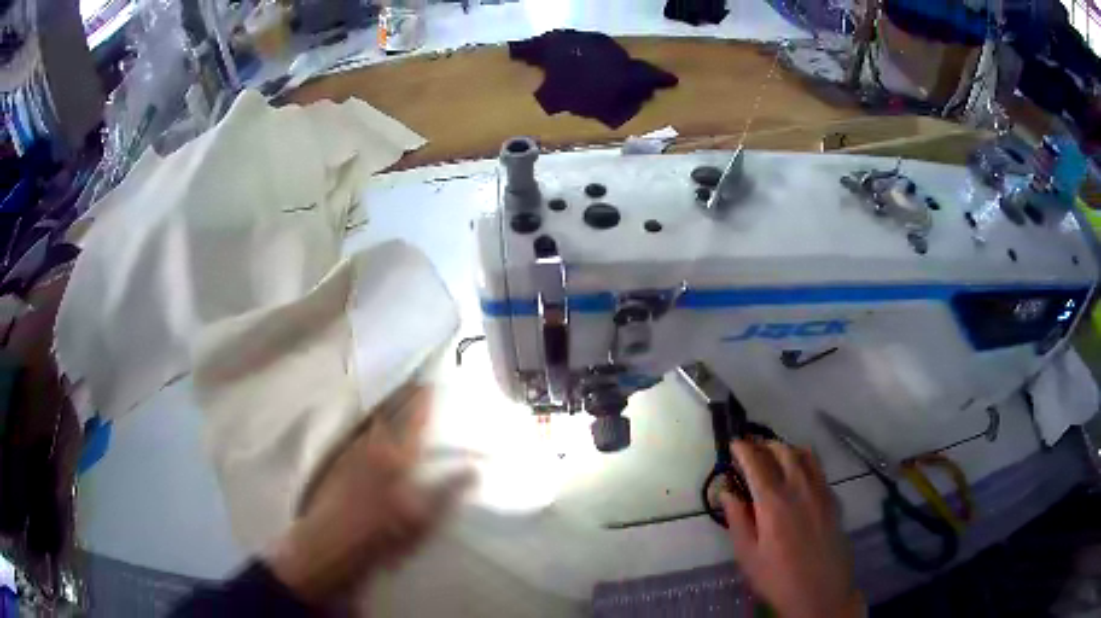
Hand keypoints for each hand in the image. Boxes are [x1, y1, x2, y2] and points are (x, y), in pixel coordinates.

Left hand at [267, 384, 465, 604]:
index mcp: (395, 455)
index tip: (431, 380)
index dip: (423, 398)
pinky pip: (356, 433)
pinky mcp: (336, 463)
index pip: (413, 418)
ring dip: (383, 407)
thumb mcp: (423, 520)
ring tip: (393, 398)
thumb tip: (474, 469)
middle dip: (402, 394)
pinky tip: (369, 428)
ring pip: (370, 421)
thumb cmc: (382, 534)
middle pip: (388, 411)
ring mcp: (349, 452)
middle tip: (414, 381)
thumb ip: (449, 492)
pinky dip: (368, 424)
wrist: (331, 545)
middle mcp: (371, 445)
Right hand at [719, 439, 862, 617]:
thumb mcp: (747, 554)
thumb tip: (726, 491)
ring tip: (774, 452)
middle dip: (764, 444)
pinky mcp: (833, 499)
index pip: (756, 463)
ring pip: (804, 454)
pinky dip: (805, 459)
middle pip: (782, 451)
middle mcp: (798, 488)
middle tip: (751, 446)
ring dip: (786, 447)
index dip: (743, 449)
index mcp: (773, 502)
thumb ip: (737, 519)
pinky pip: (818, 468)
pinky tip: (799, 471)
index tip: (733, 443)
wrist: (821, 591)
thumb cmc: (777, 577)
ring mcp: (820, 491)